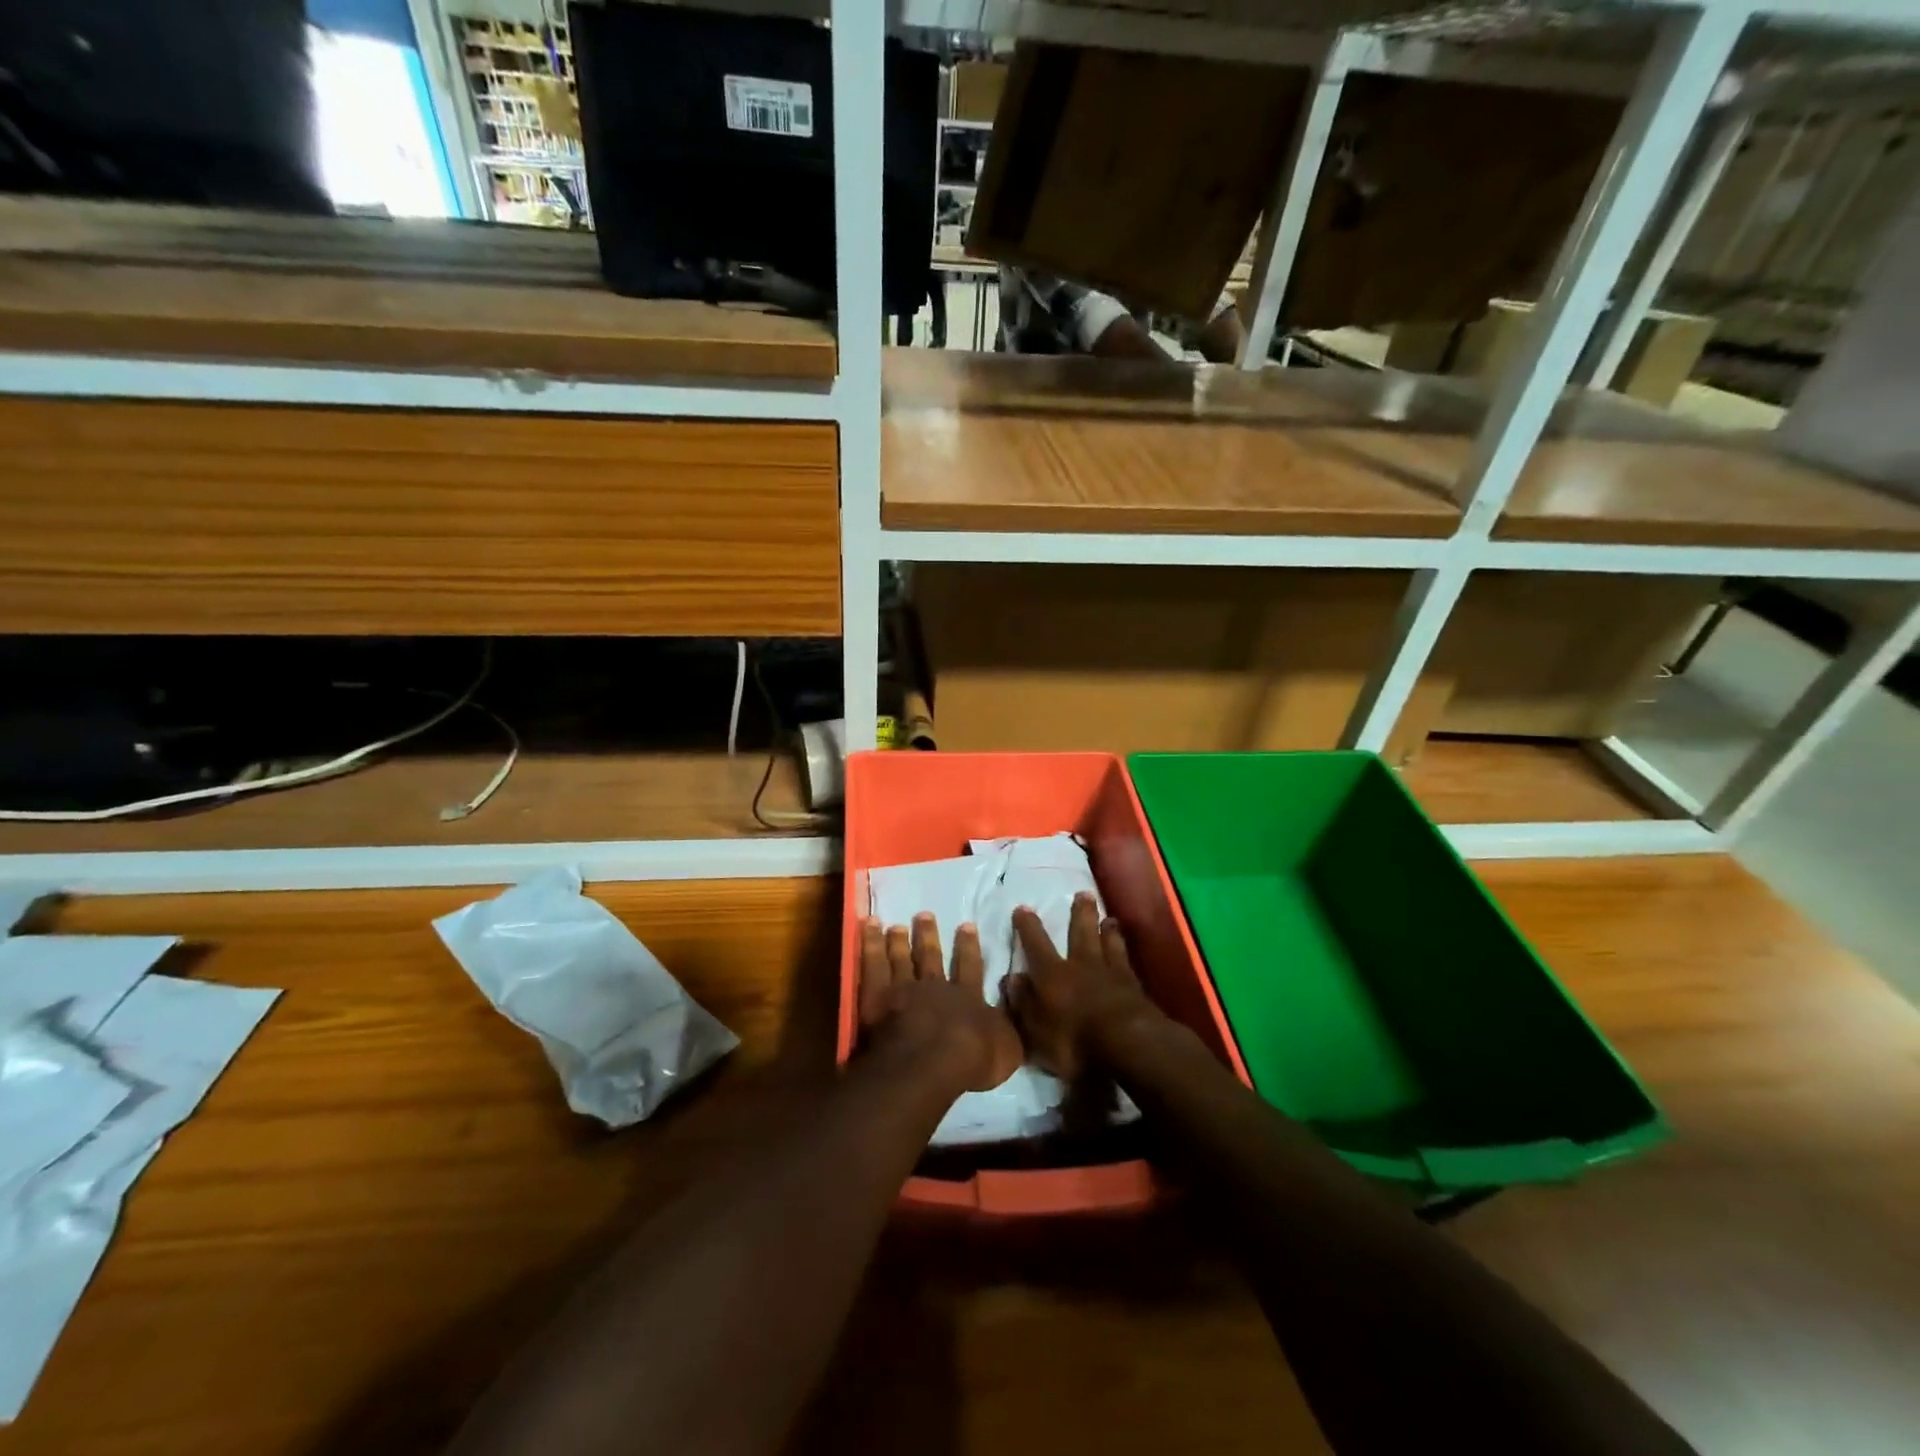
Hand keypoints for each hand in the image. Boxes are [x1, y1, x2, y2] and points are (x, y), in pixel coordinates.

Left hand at [858, 913, 1022, 1094]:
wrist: (931, 1061)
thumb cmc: (972, 1058)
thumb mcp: (1008, 1047)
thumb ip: (1008, 1027)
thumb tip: (1013, 1009)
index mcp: (966, 997)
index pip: (969, 966)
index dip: (968, 947)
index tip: (966, 925)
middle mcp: (934, 987)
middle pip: (929, 957)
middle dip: (928, 936)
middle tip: (924, 915)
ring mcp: (904, 989)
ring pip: (900, 958)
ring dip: (898, 940)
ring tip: (895, 925)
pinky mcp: (877, 997)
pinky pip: (872, 964)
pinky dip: (869, 944)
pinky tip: (868, 927)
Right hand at [1006, 892, 1158, 1081]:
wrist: (1128, 1045)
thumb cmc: (1074, 1042)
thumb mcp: (1035, 1032)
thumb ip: (1022, 1003)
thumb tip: (1011, 978)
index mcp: (1052, 975)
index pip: (1036, 945)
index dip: (1028, 927)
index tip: (1023, 908)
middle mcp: (1080, 965)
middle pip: (1080, 933)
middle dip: (1080, 913)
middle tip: (1082, 893)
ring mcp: (1110, 973)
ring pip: (1107, 942)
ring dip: (1106, 929)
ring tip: (1108, 918)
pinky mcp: (1134, 986)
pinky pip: (1126, 960)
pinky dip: (1124, 950)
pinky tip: (1126, 947)